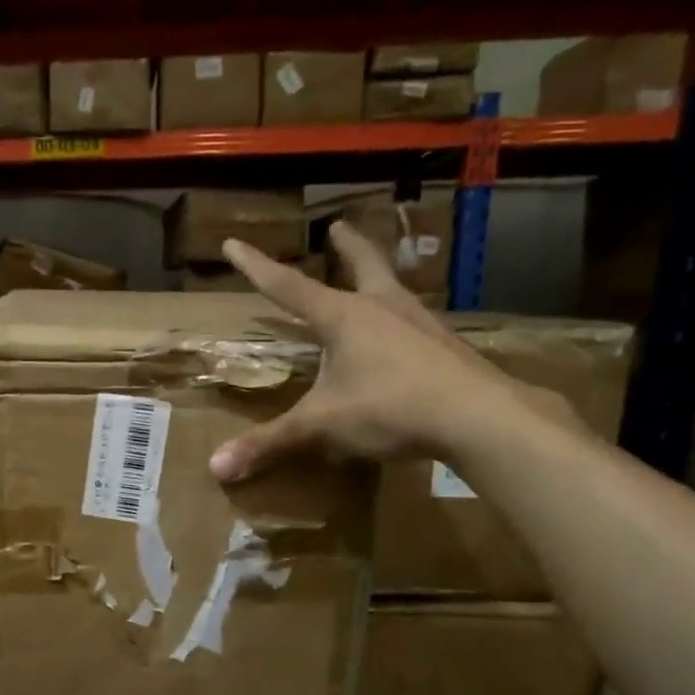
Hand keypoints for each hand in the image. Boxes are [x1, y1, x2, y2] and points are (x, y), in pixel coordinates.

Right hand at [209, 223, 526, 481]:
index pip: (288, 287)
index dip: (256, 267)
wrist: (477, 416)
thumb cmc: (389, 407)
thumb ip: (270, 443)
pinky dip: (401, 320)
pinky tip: (404, 338)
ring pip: (394, 289)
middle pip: (362, 264)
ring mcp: (420, 324)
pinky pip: (415, 324)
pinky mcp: (446, 346)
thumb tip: (216, 467)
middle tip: (338, 227)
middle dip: (347, 246)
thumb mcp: (321, 425)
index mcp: (343, 317)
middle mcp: (382, 308)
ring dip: (379, 277)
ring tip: (373, 280)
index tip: (233, 243)